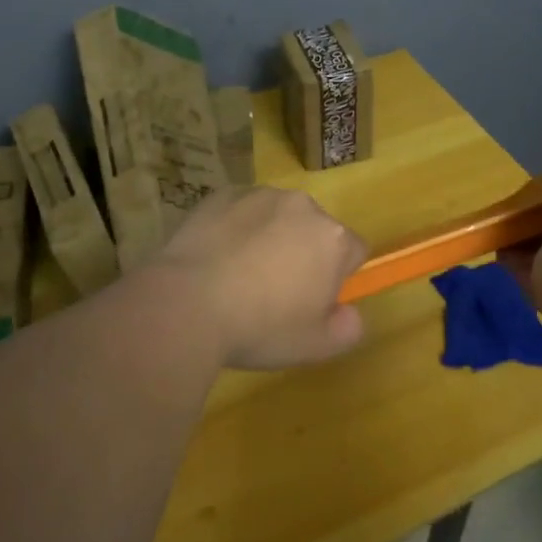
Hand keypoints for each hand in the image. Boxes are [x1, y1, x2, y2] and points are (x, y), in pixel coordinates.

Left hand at [153, 187, 369, 369]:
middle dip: (303, 252)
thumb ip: (347, 329)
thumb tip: (349, 313)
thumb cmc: (260, 327)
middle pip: (315, 229)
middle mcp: (302, 206)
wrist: (187, 304)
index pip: (354, 251)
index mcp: (332, 238)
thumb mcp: (316, 346)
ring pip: (277, 216)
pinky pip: (240, 211)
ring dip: (269, 237)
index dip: (338, 277)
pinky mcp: (221, 195)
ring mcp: (259, 195)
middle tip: (275, 291)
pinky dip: (236, 228)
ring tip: (239, 274)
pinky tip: (216, 258)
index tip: (314, 300)